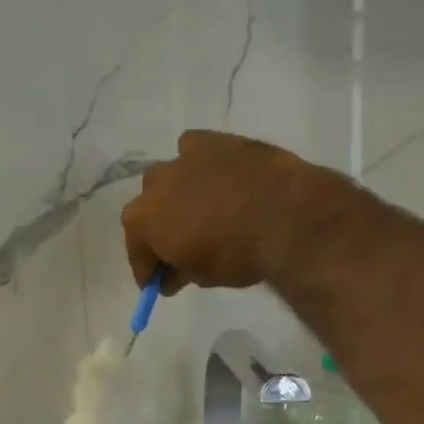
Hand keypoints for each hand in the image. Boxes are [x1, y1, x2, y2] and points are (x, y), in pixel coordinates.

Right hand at [120, 130, 325, 292]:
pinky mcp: (210, 140)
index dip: (148, 271)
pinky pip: (193, 151)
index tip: (158, 283)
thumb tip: (170, 276)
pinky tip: (215, 176)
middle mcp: (153, 185)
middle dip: (160, 230)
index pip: (137, 253)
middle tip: (181, 247)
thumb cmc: (237, 254)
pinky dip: (199, 164)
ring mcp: (181, 158)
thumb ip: (179, 273)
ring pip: (169, 178)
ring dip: (177, 194)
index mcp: (142, 221)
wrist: (286, 216)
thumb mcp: (203, 277)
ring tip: (201, 209)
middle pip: (149, 211)